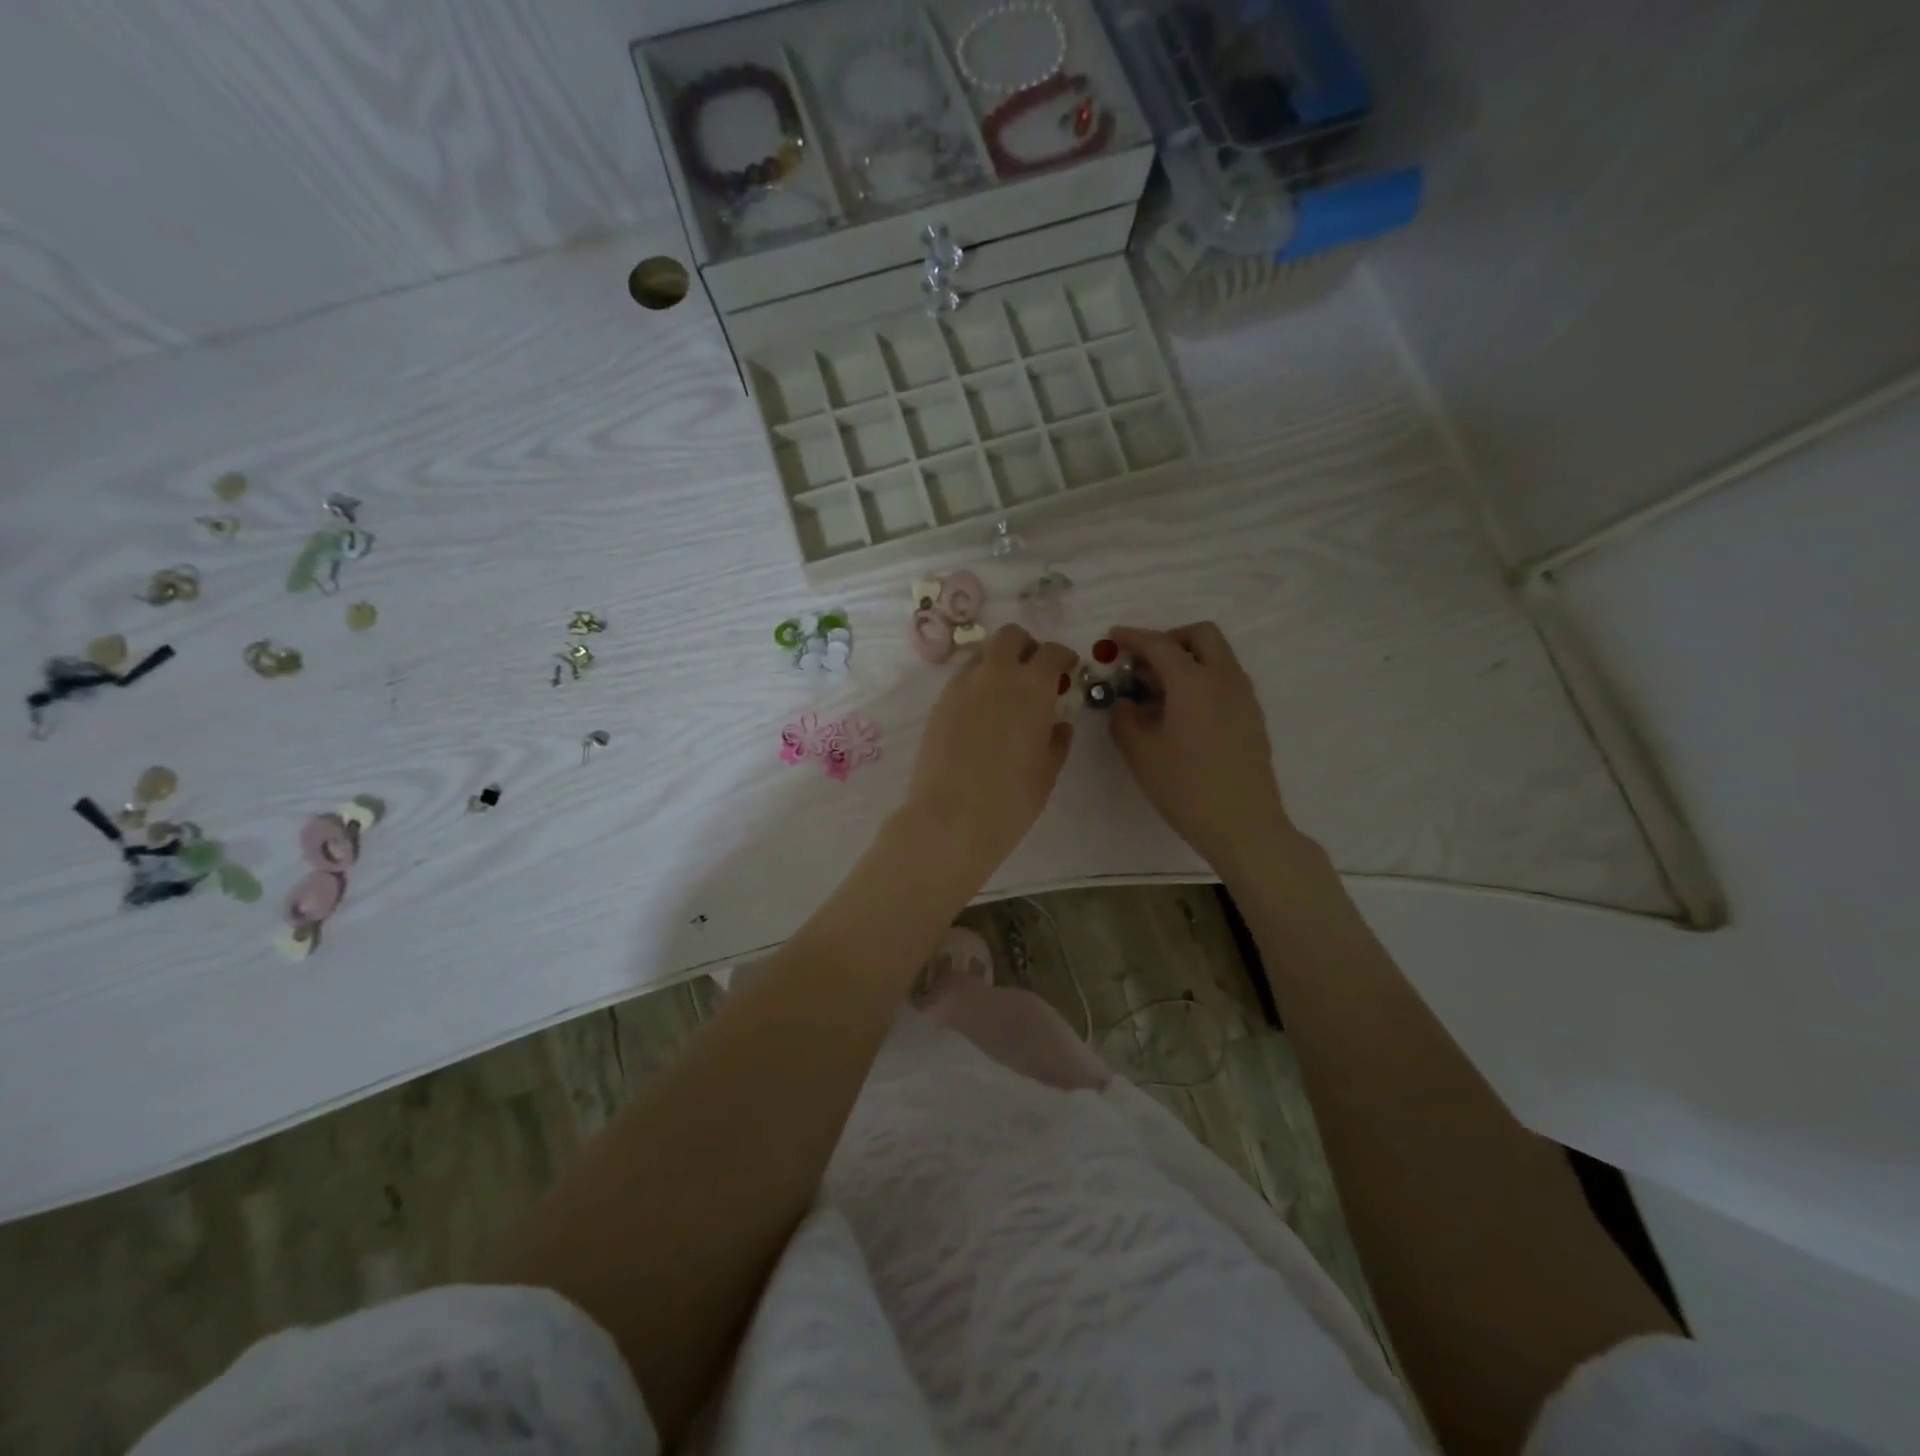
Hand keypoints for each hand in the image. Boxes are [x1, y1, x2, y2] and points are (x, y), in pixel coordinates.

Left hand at [900, 625, 1077, 888]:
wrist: (951, 819)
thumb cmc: (1011, 799)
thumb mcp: (1046, 772)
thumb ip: (1056, 740)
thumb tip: (1059, 724)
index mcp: (1031, 687)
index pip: (1051, 652)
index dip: (1063, 657)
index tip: (1067, 670)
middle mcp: (995, 675)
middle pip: (1010, 636)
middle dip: (1026, 646)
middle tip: (1034, 672)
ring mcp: (961, 687)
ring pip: (982, 654)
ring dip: (998, 663)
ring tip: (1006, 694)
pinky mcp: (939, 704)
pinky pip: (962, 679)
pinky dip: (977, 684)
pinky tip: (982, 714)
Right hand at [1108, 623, 1301, 876]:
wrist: (1243, 825)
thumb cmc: (1185, 788)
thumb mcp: (1140, 754)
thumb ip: (1124, 719)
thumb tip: (1125, 703)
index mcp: (1193, 682)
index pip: (1159, 644)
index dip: (1132, 637)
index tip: (1112, 637)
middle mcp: (1223, 678)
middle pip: (1201, 635)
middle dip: (1169, 639)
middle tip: (1143, 663)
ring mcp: (1243, 697)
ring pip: (1217, 656)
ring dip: (1187, 659)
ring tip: (1158, 691)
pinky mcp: (1252, 716)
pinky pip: (1225, 680)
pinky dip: (1202, 679)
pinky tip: (1182, 712)